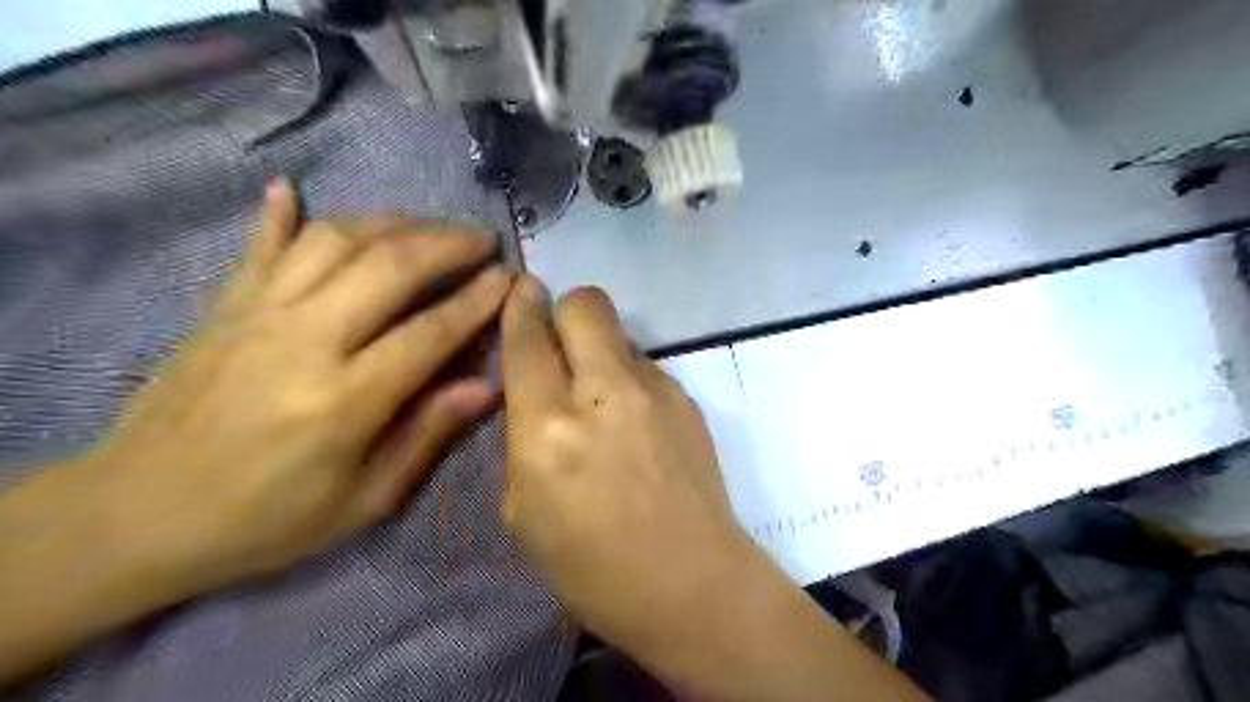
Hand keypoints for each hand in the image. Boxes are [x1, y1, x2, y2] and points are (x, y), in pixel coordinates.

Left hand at [62, 178, 507, 593]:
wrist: (136, 516)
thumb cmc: (267, 520)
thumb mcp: (363, 501)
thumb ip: (427, 436)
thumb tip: (487, 386)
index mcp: (344, 400)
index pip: (430, 332)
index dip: (478, 300)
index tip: (510, 277)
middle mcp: (305, 340)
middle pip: (389, 267)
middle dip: (447, 244)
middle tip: (483, 239)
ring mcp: (258, 314)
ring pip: (336, 241)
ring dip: (392, 223)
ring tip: (429, 227)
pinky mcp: (223, 306)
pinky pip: (260, 245)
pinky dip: (282, 213)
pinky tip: (293, 187)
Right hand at [497, 277, 750, 647]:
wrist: (691, 582)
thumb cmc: (593, 567)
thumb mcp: (524, 511)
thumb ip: (524, 437)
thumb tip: (536, 390)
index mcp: (549, 428)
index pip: (528, 338)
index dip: (521, 306)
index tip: (522, 292)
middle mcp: (603, 393)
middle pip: (585, 303)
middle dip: (565, 309)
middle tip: (560, 342)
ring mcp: (655, 390)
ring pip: (619, 332)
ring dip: (599, 349)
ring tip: (601, 396)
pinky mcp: (686, 397)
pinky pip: (645, 365)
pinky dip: (629, 378)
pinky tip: (635, 422)